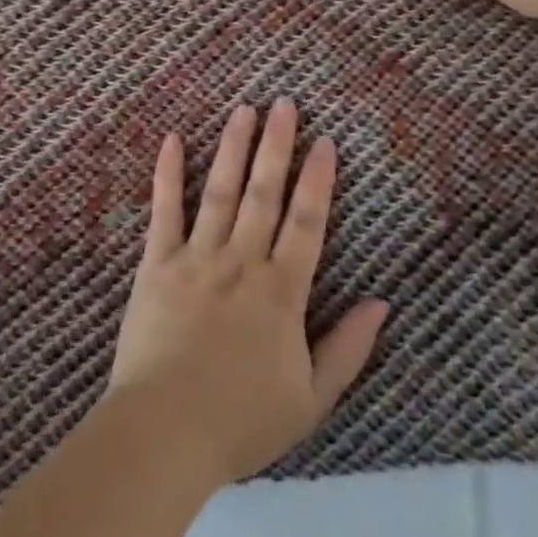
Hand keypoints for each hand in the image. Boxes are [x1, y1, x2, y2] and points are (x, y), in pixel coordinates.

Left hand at [106, 100, 388, 488]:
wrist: (164, 433)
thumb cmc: (240, 421)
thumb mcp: (311, 398)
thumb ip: (348, 348)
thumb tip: (382, 303)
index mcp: (282, 291)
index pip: (307, 222)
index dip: (319, 180)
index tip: (325, 141)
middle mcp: (242, 262)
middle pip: (264, 193)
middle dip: (277, 145)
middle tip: (285, 103)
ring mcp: (196, 258)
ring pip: (219, 190)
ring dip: (232, 147)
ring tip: (243, 109)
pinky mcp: (155, 265)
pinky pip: (163, 211)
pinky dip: (167, 174)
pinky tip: (170, 139)